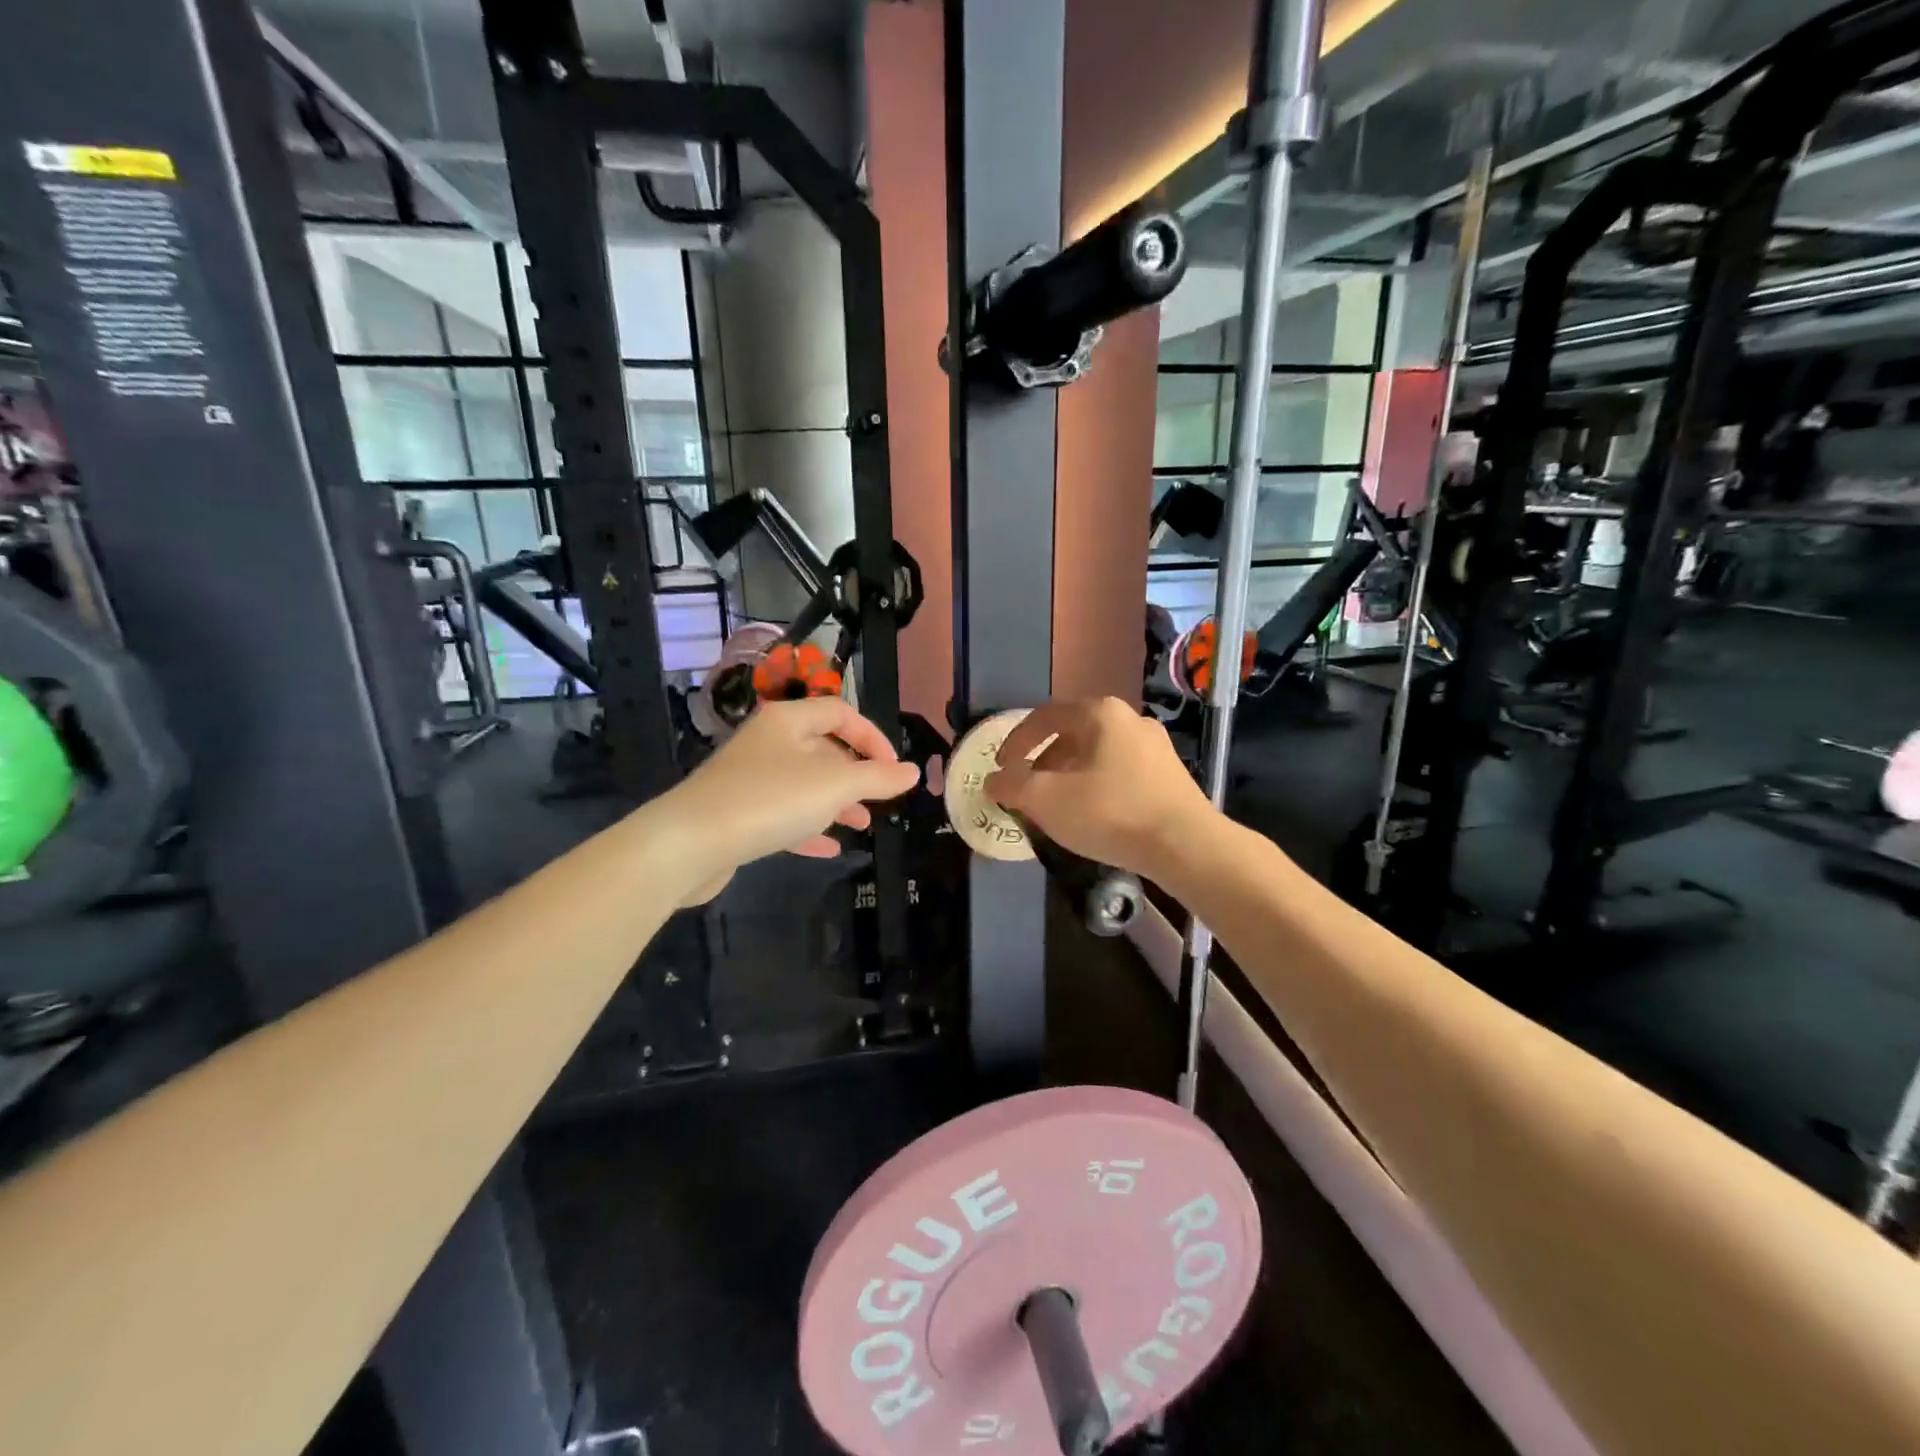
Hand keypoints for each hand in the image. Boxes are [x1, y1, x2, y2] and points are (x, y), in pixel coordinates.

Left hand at [661, 698, 920, 901]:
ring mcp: (749, 778)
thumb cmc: (770, 800)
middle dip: (855, 774)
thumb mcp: (835, 786)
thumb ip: (878, 778)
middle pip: (822, 748)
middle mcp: (768, 742)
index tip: (894, 769)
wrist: (689, 843)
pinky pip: (783, 813)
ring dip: (836, 802)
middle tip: (880, 800)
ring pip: (804, 783)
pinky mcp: (737, 812)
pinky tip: (829, 849)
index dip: (873, 736)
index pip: (840, 712)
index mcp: (788, 721)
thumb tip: (912, 771)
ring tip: (862, 825)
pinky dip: (809, 827)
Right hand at [984, 697, 1215, 881]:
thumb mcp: (1047, 800)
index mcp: (1100, 713)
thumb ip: (1012, 786)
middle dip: (1043, 762)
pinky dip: (1097, 787)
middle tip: (1028, 790)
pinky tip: (1094, 815)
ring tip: (1058, 806)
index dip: (1015, 741)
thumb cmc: (1111, 813)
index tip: (1001, 768)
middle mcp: (1130, 720)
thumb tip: (992, 780)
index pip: (1044, 716)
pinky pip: (1121, 772)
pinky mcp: (1170, 775)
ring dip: (1070, 776)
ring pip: (1097, 755)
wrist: (1187, 846)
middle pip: (1072, 735)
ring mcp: (1156, 747)